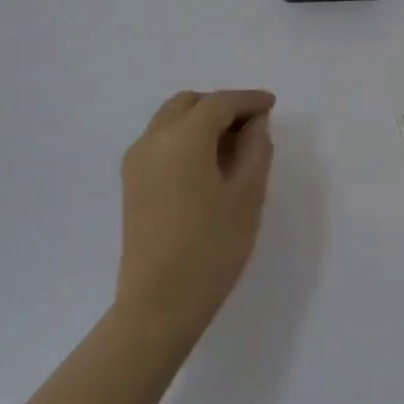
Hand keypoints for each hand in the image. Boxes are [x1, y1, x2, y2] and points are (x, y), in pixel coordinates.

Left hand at [115, 88, 275, 352]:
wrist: (160, 303)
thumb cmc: (212, 246)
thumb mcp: (247, 195)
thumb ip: (255, 149)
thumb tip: (254, 124)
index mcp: (183, 138)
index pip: (219, 103)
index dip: (248, 100)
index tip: (271, 105)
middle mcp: (153, 140)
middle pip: (188, 103)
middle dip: (221, 105)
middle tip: (252, 124)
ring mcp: (137, 162)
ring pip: (170, 120)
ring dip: (201, 120)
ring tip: (233, 144)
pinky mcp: (132, 184)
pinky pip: (160, 142)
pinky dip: (185, 137)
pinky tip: (208, 162)